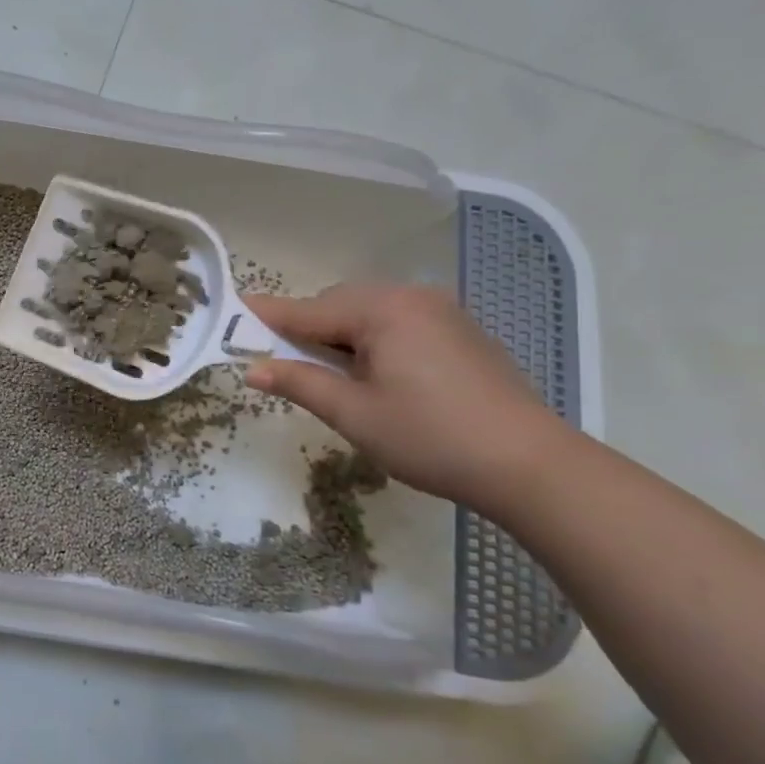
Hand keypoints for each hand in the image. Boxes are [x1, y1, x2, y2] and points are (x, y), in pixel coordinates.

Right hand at [243, 284, 568, 512]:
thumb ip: (300, 383)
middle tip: (280, 360)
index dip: (267, 315)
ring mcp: (442, 312)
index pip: (308, 310)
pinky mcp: (461, 332)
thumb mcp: (354, 414)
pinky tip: (372, 371)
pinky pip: (398, 322)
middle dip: (306, 328)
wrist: (531, 465)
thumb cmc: (430, 437)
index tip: (233, 310)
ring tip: (326, 372)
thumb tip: (252, 368)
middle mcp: (411, 298)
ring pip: (370, 313)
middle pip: (339, 305)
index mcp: (382, 310)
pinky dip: (372, 339)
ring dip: (340, 335)